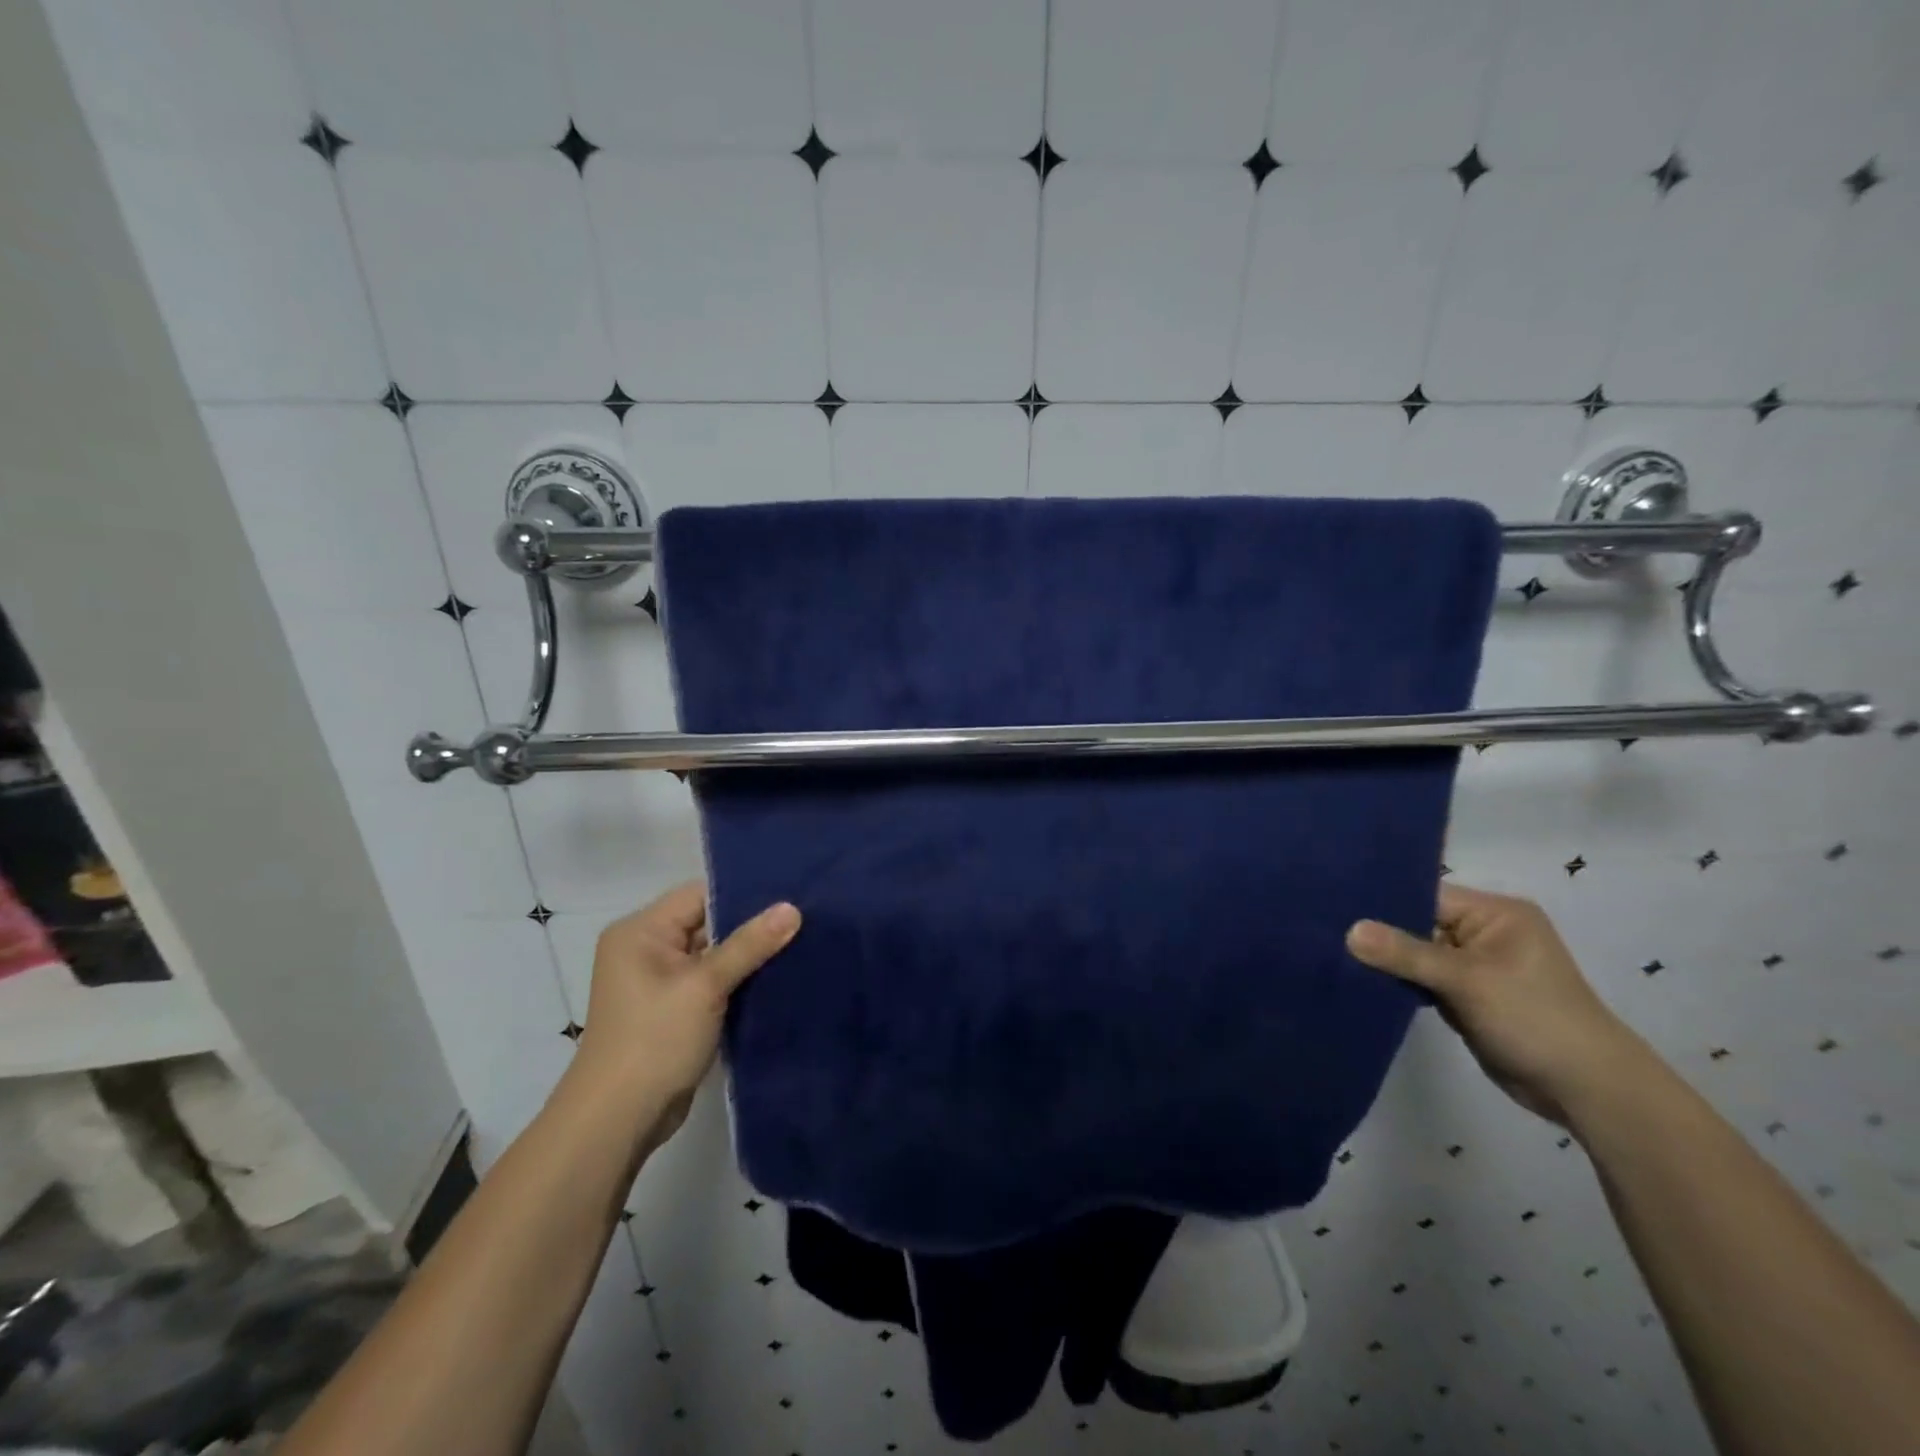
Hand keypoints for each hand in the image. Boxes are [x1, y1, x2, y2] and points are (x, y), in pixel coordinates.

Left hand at [572, 883, 799, 1145]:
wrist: (617, 1121)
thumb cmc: (654, 1040)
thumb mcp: (705, 986)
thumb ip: (750, 944)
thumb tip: (793, 908)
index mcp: (641, 931)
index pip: (700, 895)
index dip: (744, 894)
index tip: (791, 895)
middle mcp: (645, 948)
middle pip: (707, 922)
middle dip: (751, 925)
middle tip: (803, 918)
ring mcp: (658, 981)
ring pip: (712, 954)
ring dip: (747, 955)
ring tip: (798, 943)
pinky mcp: (672, 1009)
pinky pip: (710, 981)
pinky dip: (737, 980)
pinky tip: (777, 976)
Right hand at [1346, 883, 1649, 1126]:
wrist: (1588, 1091)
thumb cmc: (1534, 1019)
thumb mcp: (1467, 981)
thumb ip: (1406, 954)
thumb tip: (1349, 931)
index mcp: (1495, 913)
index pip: (1425, 895)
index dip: (1383, 902)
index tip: (1333, 906)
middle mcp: (1485, 933)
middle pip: (1417, 923)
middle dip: (1379, 933)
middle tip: (1326, 932)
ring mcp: (1476, 966)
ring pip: (1416, 954)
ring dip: (1387, 962)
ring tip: (1334, 954)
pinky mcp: (1468, 996)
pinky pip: (1423, 980)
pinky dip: (1400, 983)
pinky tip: (1362, 980)